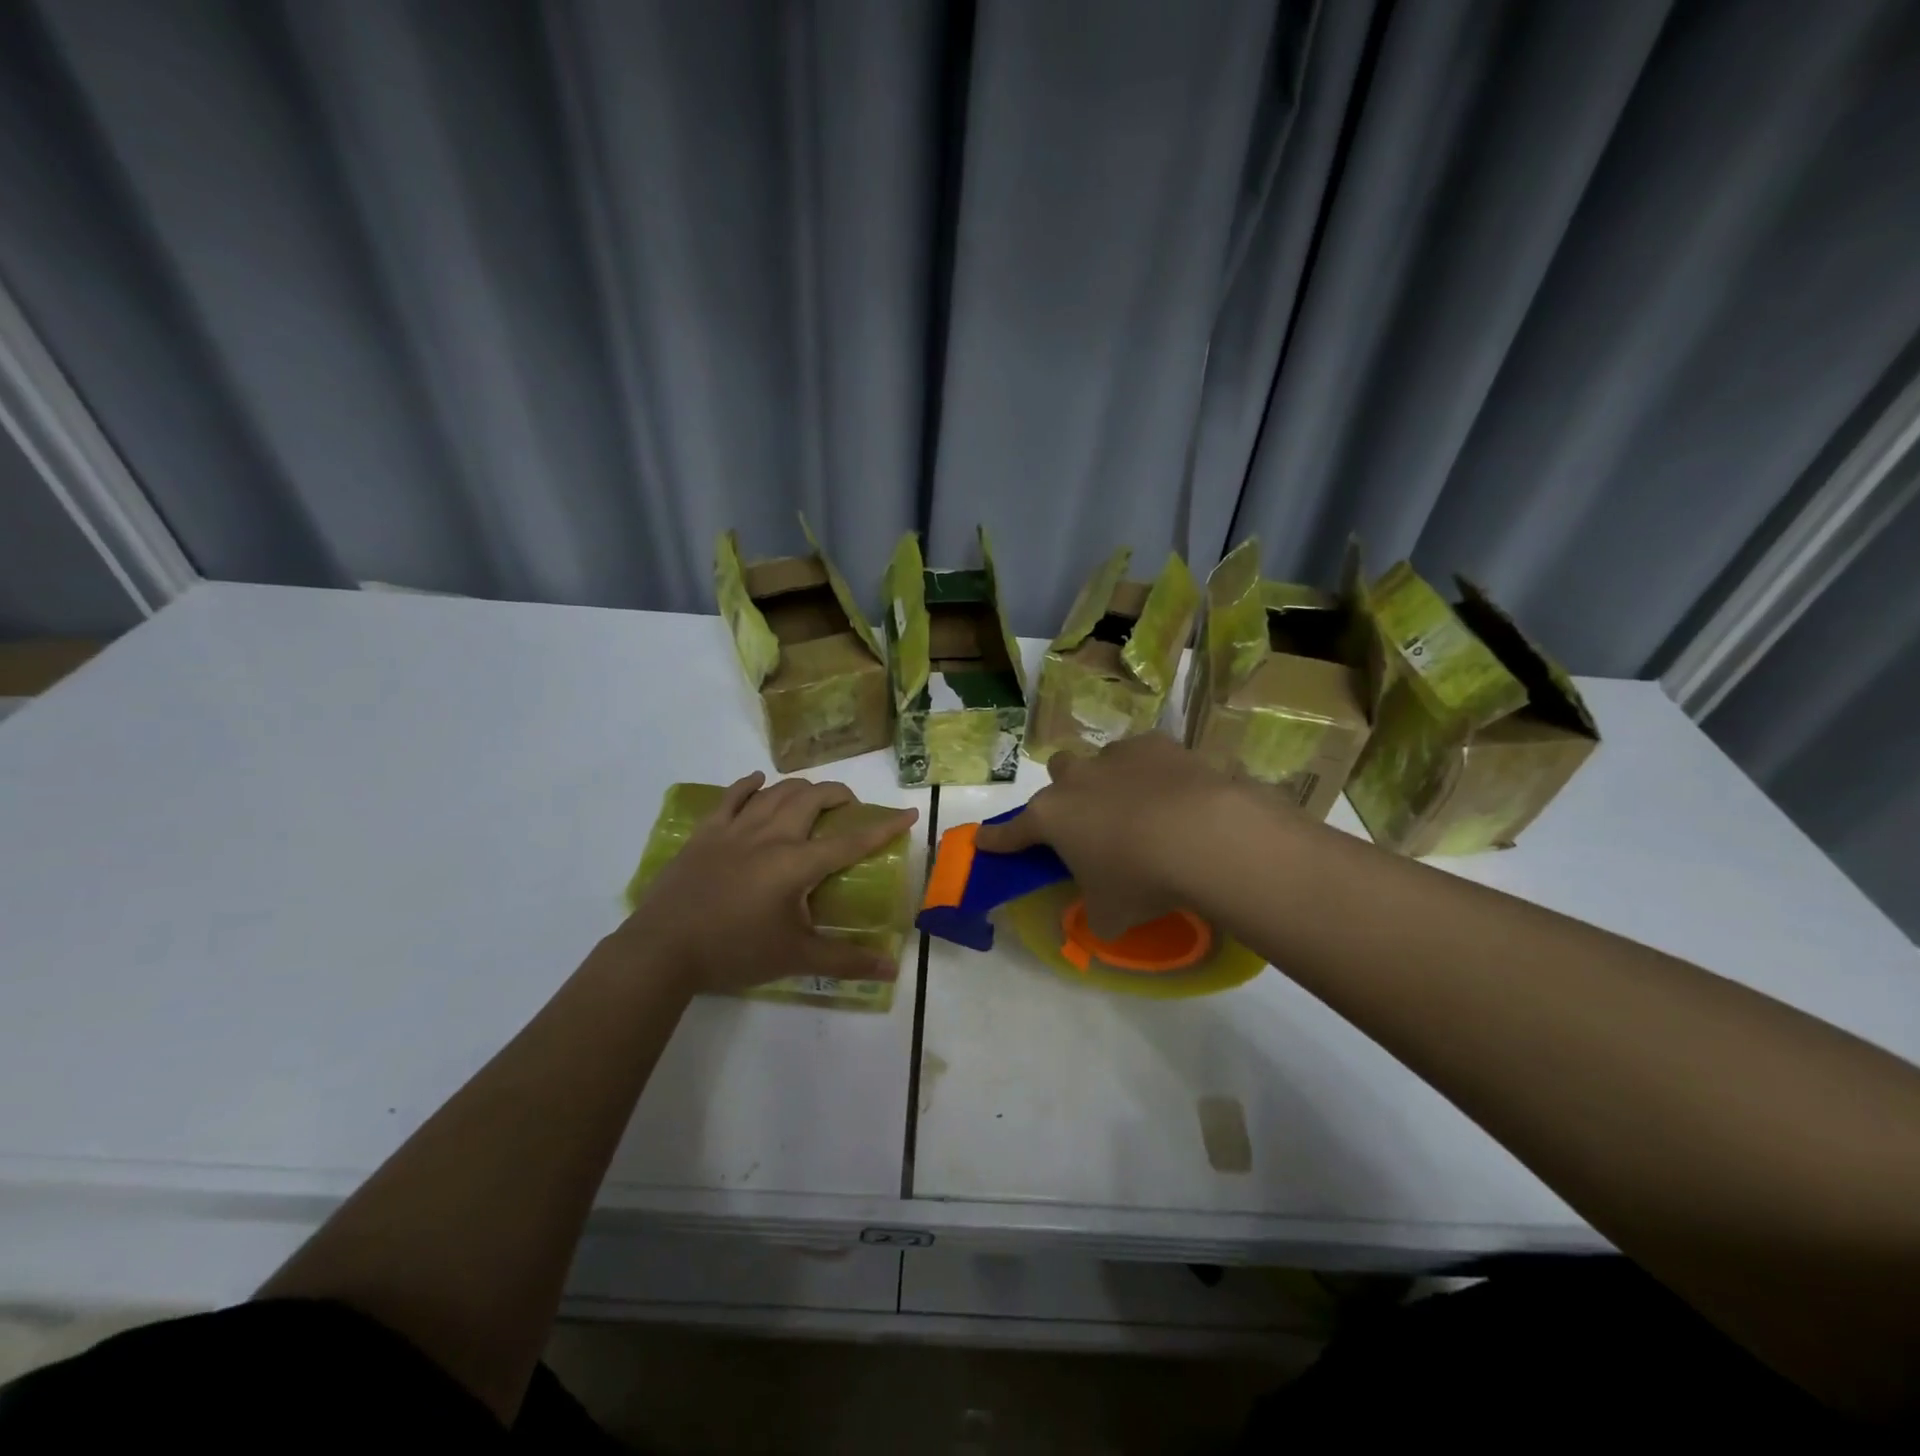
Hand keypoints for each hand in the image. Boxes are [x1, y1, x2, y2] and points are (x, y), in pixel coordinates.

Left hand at [612, 773, 917, 995]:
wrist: (662, 950)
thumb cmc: (734, 952)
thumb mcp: (795, 959)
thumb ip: (845, 961)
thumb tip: (891, 970)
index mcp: (797, 863)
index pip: (851, 840)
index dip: (883, 827)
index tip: (907, 813)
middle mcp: (771, 835)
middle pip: (813, 798)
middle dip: (839, 795)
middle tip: (850, 809)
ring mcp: (736, 829)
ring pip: (777, 791)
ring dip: (802, 789)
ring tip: (813, 800)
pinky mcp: (706, 832)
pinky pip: (732, 796)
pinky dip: (750, 785)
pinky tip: (759, 782)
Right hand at [974, 734, 1263, 936]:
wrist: (1203, 836)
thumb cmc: (1142, 880)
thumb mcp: (1111, 915)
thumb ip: (1095, 913)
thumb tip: (1100, 917)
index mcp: (1052, 817)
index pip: (1013, 831)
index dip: (997, 839)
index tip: (983, 840)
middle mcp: (1076, 779)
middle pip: (1059, 775)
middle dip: (1068, 793)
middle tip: (1089, 821)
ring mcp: (1116, 756)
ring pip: (1101, 760)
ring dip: (1111, 781)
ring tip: (1139, 809)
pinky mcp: (1157, 744)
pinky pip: (1145, 755)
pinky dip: (1151, 772)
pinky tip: (1173, 793)